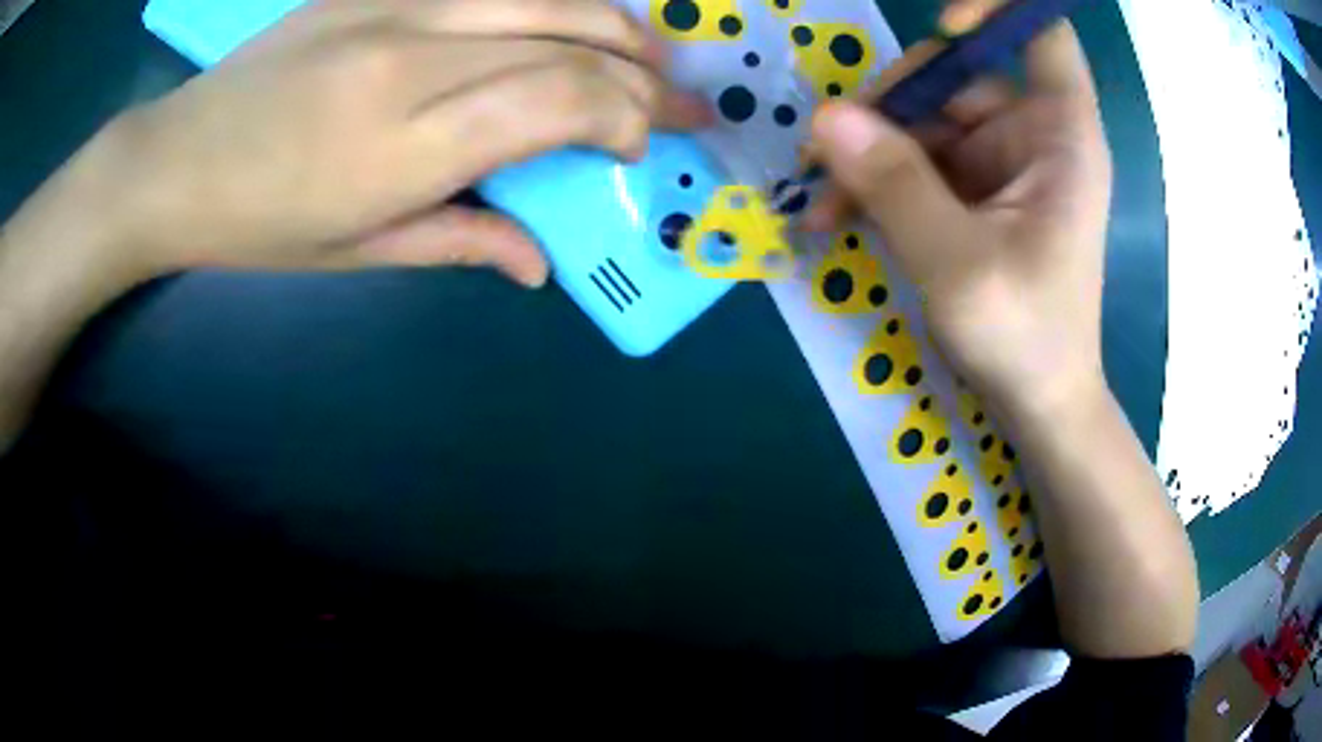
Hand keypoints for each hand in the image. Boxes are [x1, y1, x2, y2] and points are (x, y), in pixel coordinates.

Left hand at [87, 0, 709, 287]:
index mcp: (407, 141)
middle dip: (643, 73)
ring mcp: (396, 6)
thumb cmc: (258, 224)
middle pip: (570, 37)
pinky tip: (568, 19)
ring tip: (648, 53)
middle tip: (681, 101)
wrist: (176, 161)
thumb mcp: (357, 253)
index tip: (641, 145)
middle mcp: (414, 56)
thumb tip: (542, 264)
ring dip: (615, 23)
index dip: (626, 116)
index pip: (561, 100)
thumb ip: (462, 242)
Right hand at [807, 21, 1111, 416]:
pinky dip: (876, 181)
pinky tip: (839, 215)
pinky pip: (916, 159)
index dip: (996, 11)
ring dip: (868, 152)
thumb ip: (895, 184)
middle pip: (956, 73)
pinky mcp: (973, 188)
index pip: (1041, 36)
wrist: (1037, 405)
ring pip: (923, 118)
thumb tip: (826, 118)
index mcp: (1060, 136)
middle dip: (889, 106)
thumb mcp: (956, 263)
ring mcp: (999, 160)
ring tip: (824, 202)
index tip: (943, 28)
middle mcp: (1032, 134)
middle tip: (827, 150)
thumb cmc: (1024, 339)